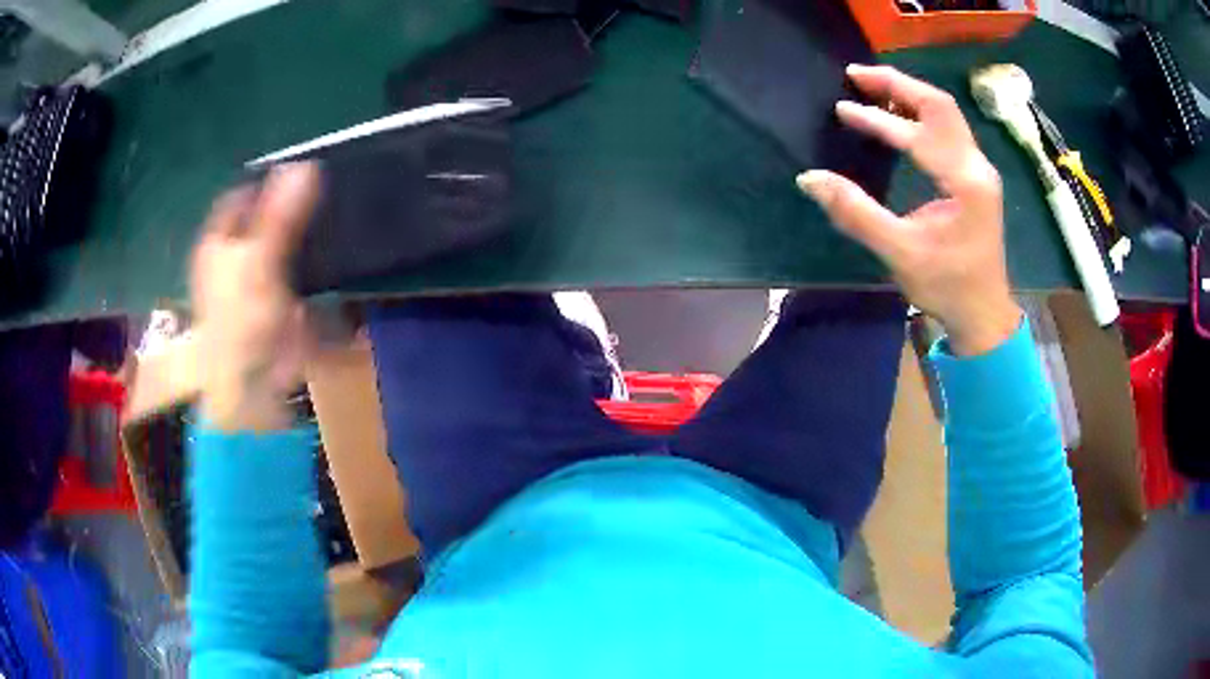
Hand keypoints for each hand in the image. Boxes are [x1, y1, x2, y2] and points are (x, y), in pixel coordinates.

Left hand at [190, 163, 320, 430]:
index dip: (266, 181)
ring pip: (280, 245)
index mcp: (218, 244)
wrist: (252, 388)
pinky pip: (295, 274)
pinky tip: (332, 255)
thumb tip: (306, 165)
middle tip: (324, 189)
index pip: (241, 198)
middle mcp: (232, 260)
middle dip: (289, 206)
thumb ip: (281, 215)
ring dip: (302, 234)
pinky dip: (311, 265)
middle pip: (261, 220)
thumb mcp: (260, 261)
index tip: (302, 170)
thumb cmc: (243, 321)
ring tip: (334, 215)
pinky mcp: (275, 307)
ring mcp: (253, 284)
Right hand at [798, 65, 1020, 355]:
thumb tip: (810, 179)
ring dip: (909, 95)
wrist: (984, 314)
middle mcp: (977, 167)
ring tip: (870, 87)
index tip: (842, 109)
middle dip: (897, 85)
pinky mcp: (975, 177)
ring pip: (946, 114)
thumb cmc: (947, 287)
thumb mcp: (900, 253)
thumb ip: (856, 213)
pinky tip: (897, 115)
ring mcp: (979, 170)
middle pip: (939, 105)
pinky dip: (920, 114)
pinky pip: (948, 130)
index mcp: (965, 182)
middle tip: (856, 75)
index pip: (919, 133)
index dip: (878, 119)